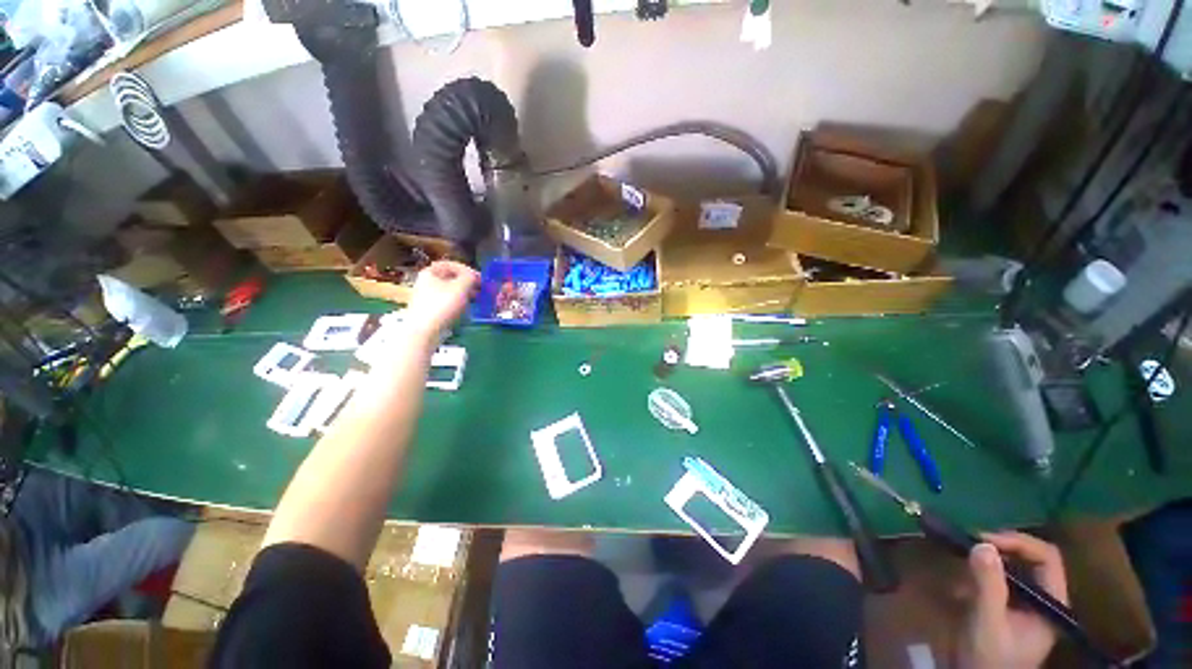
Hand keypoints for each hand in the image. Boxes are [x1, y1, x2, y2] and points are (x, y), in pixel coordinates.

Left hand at [405, 260, 478, 338]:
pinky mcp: (430, 311)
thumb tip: (474, 276)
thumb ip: (469, 277)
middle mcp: (426, 282)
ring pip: (450, 291)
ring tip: (477, 300)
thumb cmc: (442, 305)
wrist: (424, 331)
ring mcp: (427, 297)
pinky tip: (467, 310)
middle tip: (481, 289)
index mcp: (430, 273)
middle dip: (467, 283)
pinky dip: (459, 303)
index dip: (466, 269)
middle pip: (450, 278)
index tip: (479, 277)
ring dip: (465, 294)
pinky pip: (447, 302)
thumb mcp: (460, 287)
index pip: (450, 264)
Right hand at [957, 532, 1068, 668]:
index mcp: (1051, 603)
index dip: (1018, 542)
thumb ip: (988, 586)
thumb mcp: (987, 623)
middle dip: (999, 549)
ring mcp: (1025, 606)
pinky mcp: (1007, 610)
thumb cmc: (989, 659)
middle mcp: (1043, 600)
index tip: (984, 540)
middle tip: (969, 544)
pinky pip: (998, 582)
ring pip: (1012, 569)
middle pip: (1030, 560)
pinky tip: (959, 585)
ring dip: (987, 562)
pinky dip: (979, 576)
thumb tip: (982, 543)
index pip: (1047, 558)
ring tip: (961, 562)